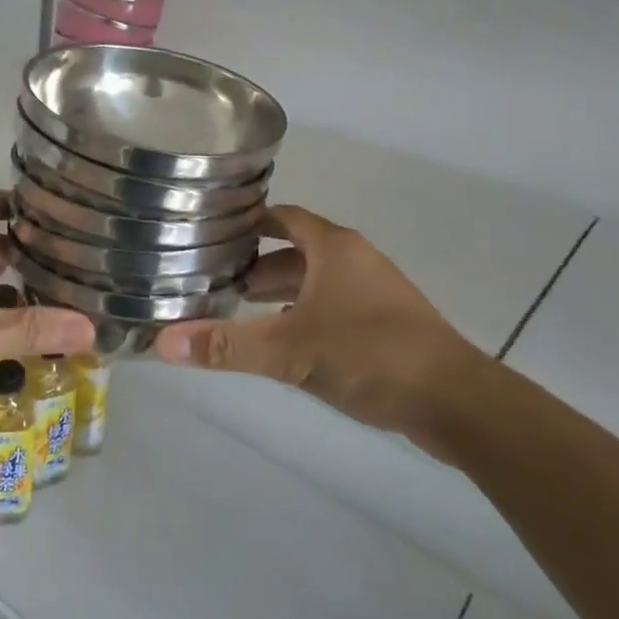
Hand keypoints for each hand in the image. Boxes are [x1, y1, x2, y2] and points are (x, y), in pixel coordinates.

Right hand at [152, 205, 492, 459]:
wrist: (457, 401)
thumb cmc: (371, 354)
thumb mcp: (291, 349)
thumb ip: (227, 345)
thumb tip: (162, 343)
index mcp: (335, 248)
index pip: (284, 217)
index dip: (249, 222)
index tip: (211, 233)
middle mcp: (354, 260)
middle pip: (296, 251)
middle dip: (256, 265)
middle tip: (213, 282)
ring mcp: (373, 293)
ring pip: (315, 282)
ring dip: (279, 293)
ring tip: (239, 312)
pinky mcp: (385, 325)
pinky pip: (332, 307)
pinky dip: (303, 315)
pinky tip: (283, 343)